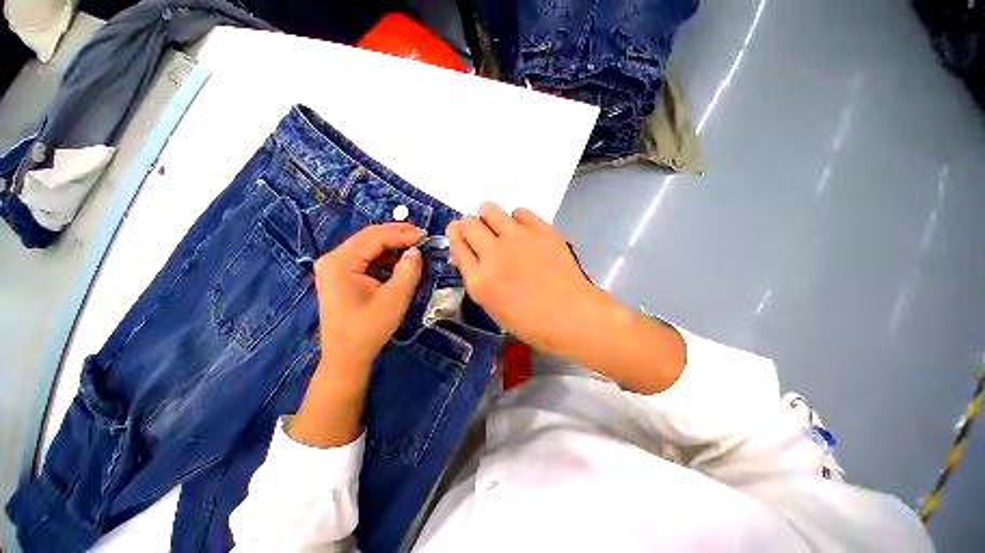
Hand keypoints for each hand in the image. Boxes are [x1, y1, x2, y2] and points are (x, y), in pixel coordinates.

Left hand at [314, 223, 424, 380]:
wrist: (346, 357)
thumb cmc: (368, 329)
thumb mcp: (394, 298)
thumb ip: (408, 270)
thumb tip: (416, 251)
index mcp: (340, 262)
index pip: (374, 237)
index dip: (402, 234)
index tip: (426, 235)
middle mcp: (333, 259)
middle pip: (369, 237)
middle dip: (397, 234)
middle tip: (422, 235)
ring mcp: (335, 268)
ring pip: (368, 247)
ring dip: (392, 245)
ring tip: (415, 246)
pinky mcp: (342, 276)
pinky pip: (366, 259)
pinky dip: (385, 257)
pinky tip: (400, 260)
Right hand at [446, 203, 684, 393]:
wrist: (572, 316)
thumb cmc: (531, 322)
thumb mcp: (493, 308)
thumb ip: (476, 278)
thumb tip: (465, 255)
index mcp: (479, 280)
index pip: (457, 244)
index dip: (456, 236)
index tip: (460, 235)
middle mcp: (494, 254)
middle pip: (468, 222)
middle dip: (470, 226)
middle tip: (481, 235)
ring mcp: (518, 239)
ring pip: (490, 208)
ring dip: (489, 217)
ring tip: (500, 230)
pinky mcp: (541, 230)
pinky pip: (519, 211)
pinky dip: (516, 220)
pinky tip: (524, 233)